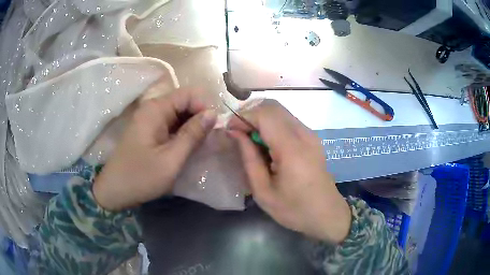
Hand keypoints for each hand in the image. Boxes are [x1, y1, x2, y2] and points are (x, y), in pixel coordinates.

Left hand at [93, 88, 216, 210]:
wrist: (115, 190)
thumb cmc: (141, 177)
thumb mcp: (171, 159)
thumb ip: (193, 135)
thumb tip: (213, 113)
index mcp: (155, 109)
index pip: (188, 94)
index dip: (204, 107)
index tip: (213, 128)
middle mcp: (152, 108)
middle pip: (184, 102)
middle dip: (199, 117)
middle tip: (209, 140)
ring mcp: (149, 119)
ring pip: (179, 114)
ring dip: (192, 126)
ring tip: (200, 145)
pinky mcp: (149, 130)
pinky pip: (171, 124)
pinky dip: (182, 133)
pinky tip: (187, 147)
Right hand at [228, 99, 350, 243]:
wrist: (327, 214)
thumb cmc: (294, 209)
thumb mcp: (263, 191)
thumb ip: (248, 158)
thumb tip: (234, 132)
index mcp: (292, 149)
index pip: (264, 114)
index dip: (243, 117)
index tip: (229, 131)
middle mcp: (304, 134)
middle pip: (272, 106)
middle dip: (250, 114)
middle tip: (238, 133)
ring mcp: (311, 134)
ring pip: (280, 111)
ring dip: (261, 118)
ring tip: (249, 139)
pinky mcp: (312, 138)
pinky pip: (288, 121)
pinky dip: (271, 124)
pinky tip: (266, 143)